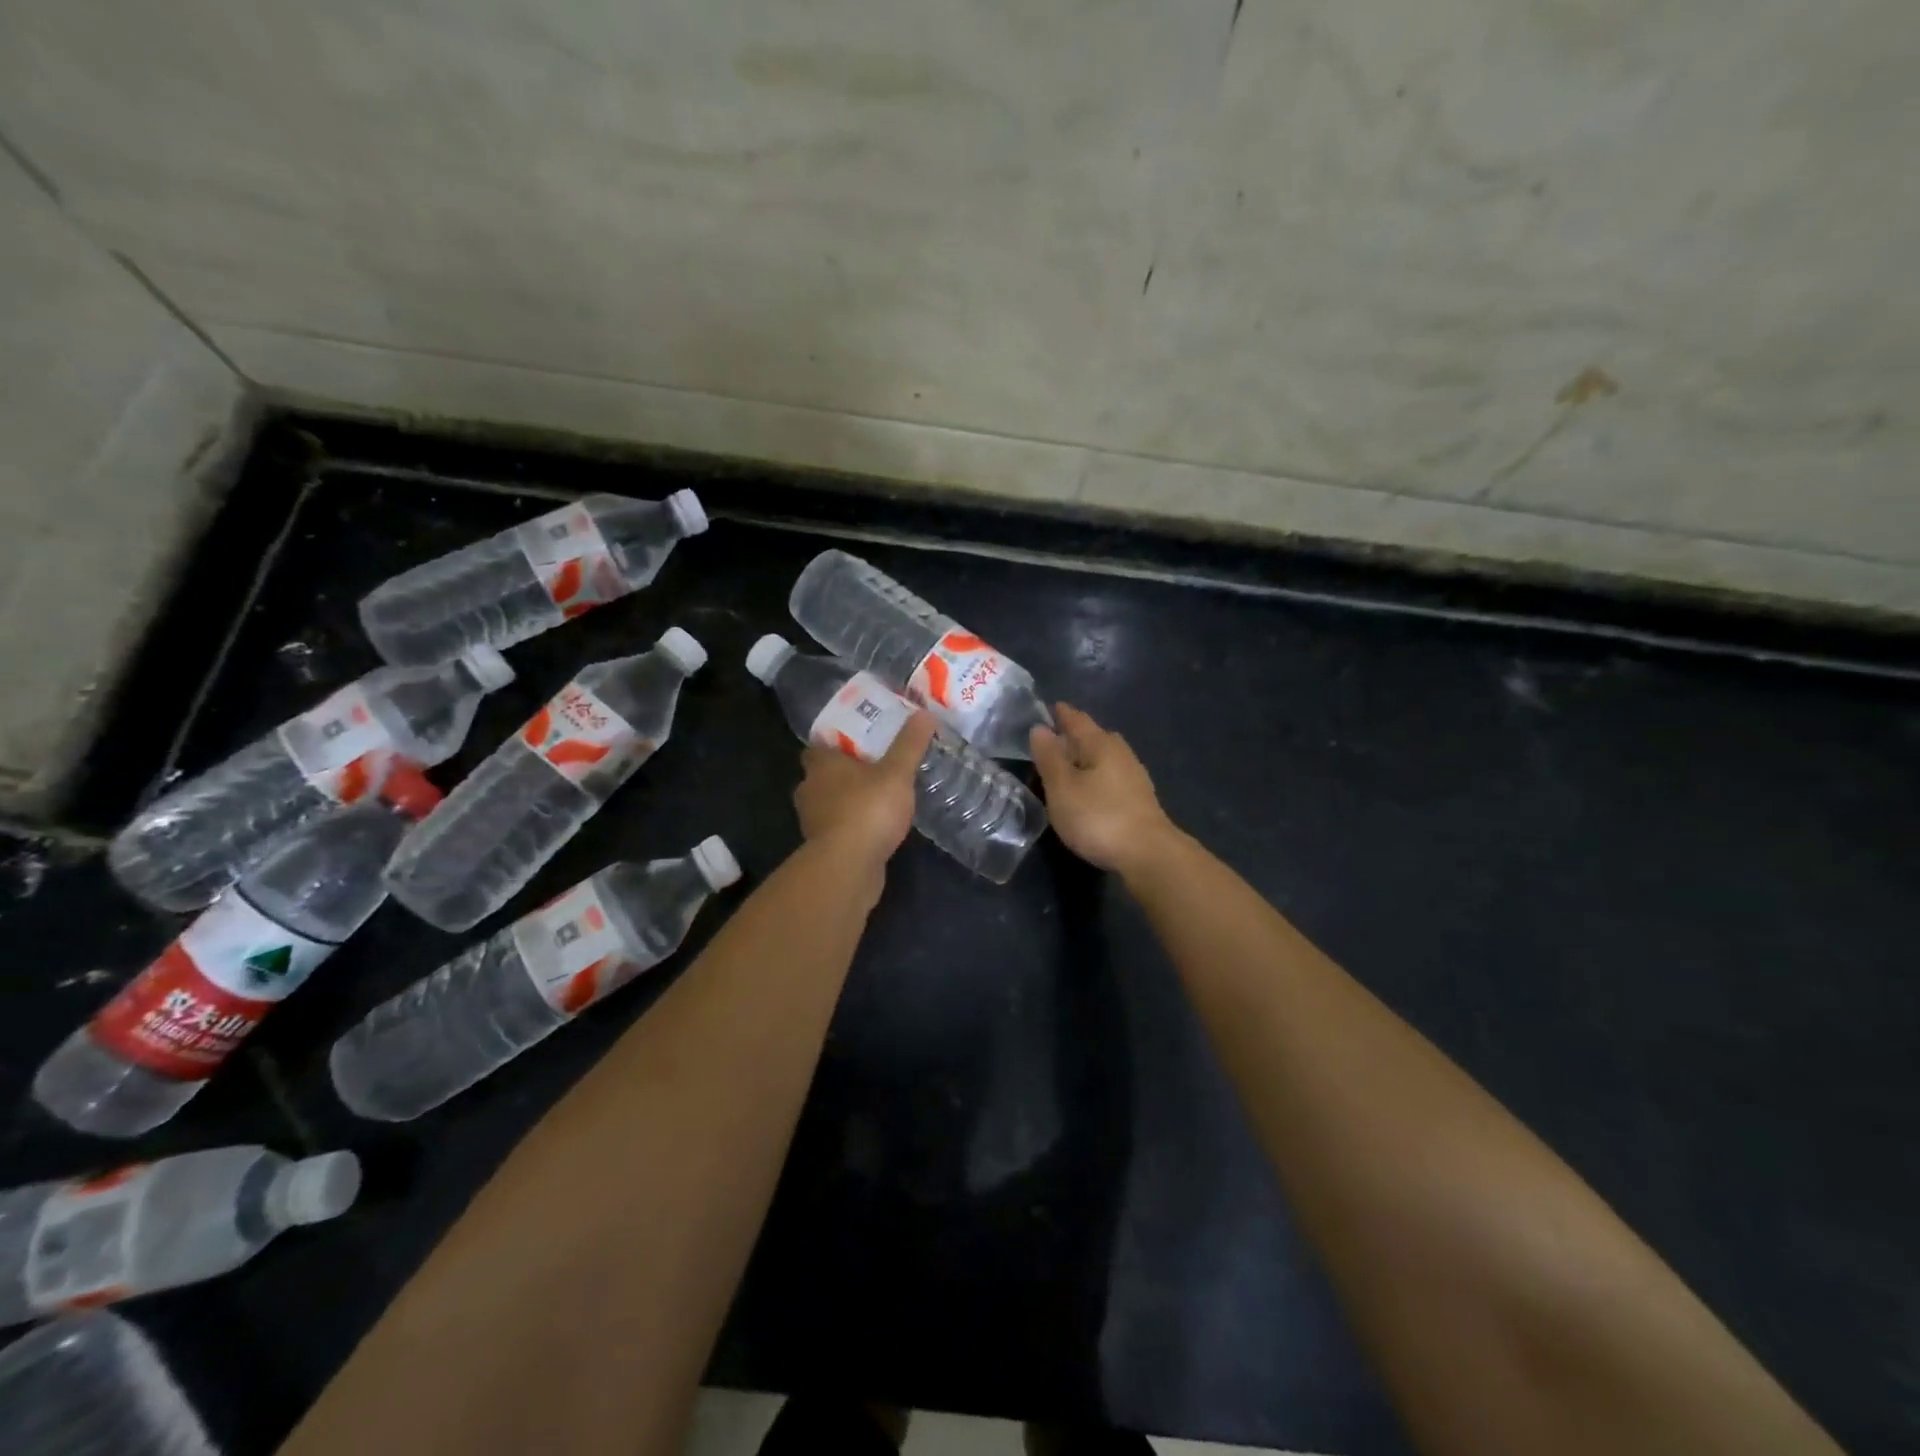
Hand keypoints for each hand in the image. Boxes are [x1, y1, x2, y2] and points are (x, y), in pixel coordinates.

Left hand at [794, 710, 936, 869]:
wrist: (848, 866)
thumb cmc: (868, 809)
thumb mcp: (896, 773)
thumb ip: (909, 745)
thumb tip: (923, 714)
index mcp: (821, 765)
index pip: (817, 746)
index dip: (834, 743)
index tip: (856, 742)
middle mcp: (810, 790)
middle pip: (822, 775)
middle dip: (843, 773)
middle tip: (872, 767)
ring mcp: (813, 822)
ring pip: (828, 803)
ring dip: (846, 801)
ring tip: (876, 798)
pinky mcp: (822, 848)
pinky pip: (837, 828)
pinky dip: (850, 826)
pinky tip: (873, 828)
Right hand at [1029, 704, 1179, 876]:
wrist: (1148, 854)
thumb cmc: (1098, 816)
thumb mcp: (1062, 787)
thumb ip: (1049, 757)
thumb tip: (1040, 728)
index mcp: (1100, 744)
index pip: (1077, 720)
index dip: (1061, 714)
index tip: (1048, 709)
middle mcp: (1121, 753)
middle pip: (1095, 736)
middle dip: (1075, 735)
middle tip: (1054, 740)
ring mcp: (1134, 776)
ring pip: (1105, 757)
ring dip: (1086, 758)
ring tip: (1068, 766)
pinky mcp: (1139, 800)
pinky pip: (1112, 776)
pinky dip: (1096, 777)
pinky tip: (1089, 791)